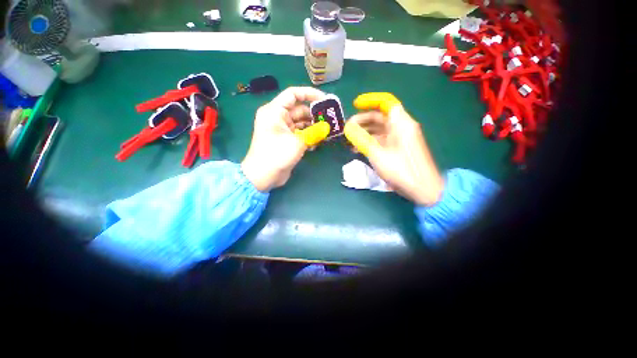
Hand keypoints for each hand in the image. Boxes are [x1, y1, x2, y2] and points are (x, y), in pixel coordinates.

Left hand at [242, 87, 326, 191]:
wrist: (263, 177)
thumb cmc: (276, 155)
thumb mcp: (297, 142)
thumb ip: (314, 132)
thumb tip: (327, 127)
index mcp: (275, 111)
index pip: (293, 94)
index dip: (310, 94)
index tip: (325, 100)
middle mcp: (278, 117)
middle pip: (299, 110)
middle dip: (315, 115)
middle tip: (330, 120)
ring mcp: (282, 130)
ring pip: (301, 123)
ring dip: (313, 127)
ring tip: (326, 133)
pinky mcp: (286, 140)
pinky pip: (300, 133)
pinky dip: (308, 136)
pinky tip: (316, 144)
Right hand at [344, 93, 443, 205]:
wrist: (423, 189)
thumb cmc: (401, 169)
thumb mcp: (377, 154)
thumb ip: (361, 139)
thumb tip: (347, 128)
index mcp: (401, 123)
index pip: (386, 102)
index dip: (370, 100)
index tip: (354, 105)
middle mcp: (401, 127)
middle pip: (380, 116)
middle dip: (362, 120)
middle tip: (347, 128)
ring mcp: (400, 139)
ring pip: (379, 129)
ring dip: (364, 132)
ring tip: (349, 140)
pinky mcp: (398, 149)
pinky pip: (382, 140)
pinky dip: (370, 141)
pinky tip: (358, 149)